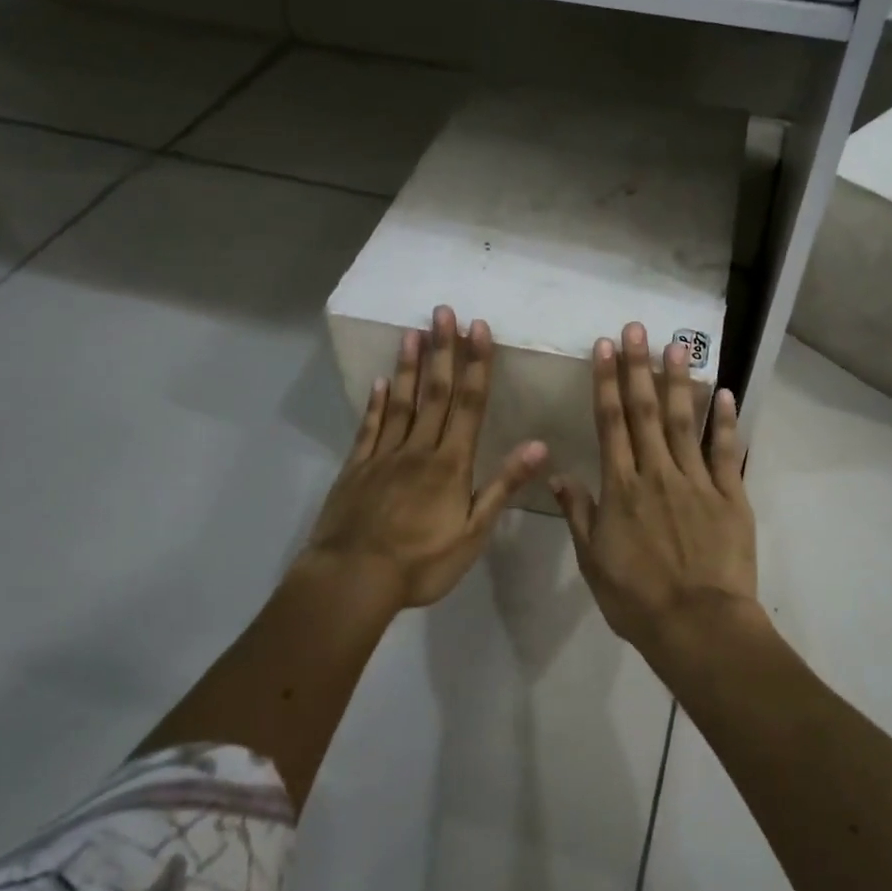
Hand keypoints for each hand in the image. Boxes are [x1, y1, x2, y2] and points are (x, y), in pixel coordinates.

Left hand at [305, 306, 546, 609]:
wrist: (353, 578)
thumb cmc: (420, 562)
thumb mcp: (473, 533)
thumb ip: (503, 486)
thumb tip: (538, 445)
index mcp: (451, 463)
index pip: (469, 405)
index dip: (476, 365)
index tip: (478, 329)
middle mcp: (419, 449)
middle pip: (435, 393)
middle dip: (442, 351)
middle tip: (443, 312)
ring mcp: (384, 456)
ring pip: (401, 402)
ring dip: (409, 366)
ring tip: (413, 332)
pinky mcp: (356, 468)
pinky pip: (369, 428)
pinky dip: (376, 402)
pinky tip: (381, 381)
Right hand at [551, 322, 761, 655]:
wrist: (697, 625)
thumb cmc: (637, 599)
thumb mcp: (593, 561)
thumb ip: (579, 513)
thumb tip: (558, 475)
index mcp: (620, 488)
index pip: (610, 423)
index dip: (605, 382)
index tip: (604, 348)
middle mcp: (656, 473)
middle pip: (646, 411)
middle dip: (638, 367)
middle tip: (638, 328)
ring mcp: (696, 481)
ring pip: (686, 421)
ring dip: (680, 381)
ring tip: (678, 345)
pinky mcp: (730, 496)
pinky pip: (726, 451)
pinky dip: (727, 422)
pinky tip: (727, 392)